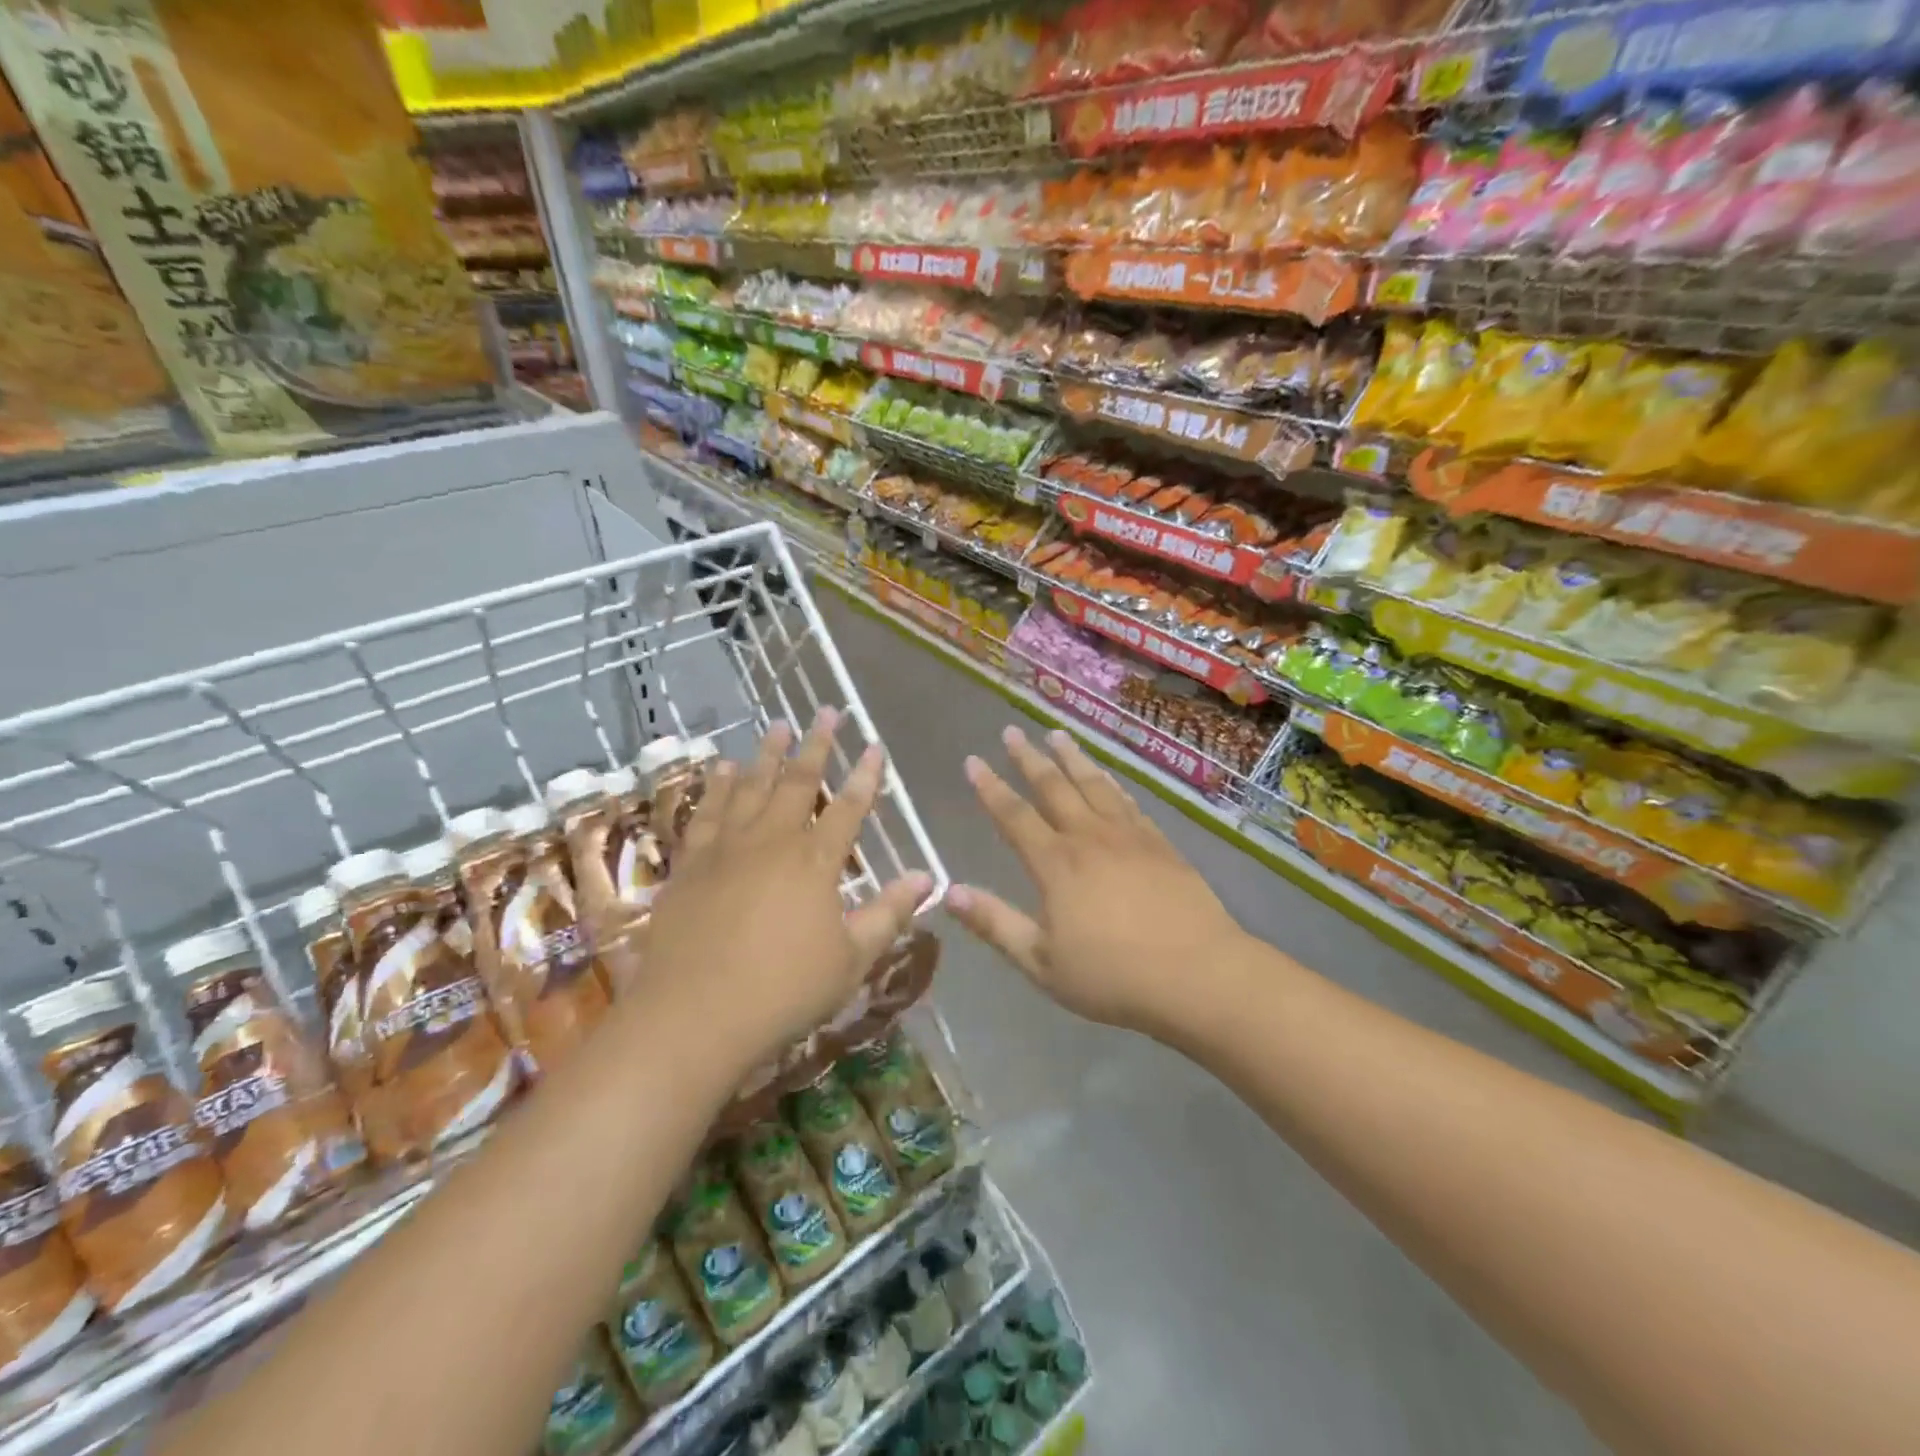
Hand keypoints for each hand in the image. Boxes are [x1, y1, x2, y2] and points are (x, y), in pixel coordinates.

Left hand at [633, 710, 931, 1073]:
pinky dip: (718, 786)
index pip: (849, 807)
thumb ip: (889, 913)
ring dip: (767, 753)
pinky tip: (723, 769)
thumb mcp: (852, 959)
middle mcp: (772, 842)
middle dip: (817, 745)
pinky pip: (707, 813)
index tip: (875, 745)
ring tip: (777, 723)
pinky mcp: (691, 864)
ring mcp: (726, 849)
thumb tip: (927, 877)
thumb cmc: (784, 991)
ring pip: (751, 787)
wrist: (693, 1016)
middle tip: (826, 711)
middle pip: (798, 782)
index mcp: (815, 862)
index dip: (865, 775)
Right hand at [947, 726, 1248, 1037]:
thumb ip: (995, 924)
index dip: (990, 788)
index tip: (973, 761)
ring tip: (1057, 734)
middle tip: (1011, 731)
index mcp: (1056, 863)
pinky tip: (1107, 777)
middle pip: (1053, 787)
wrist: (1198, 975)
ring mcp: (1129, 836)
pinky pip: (1128, 801)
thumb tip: (949, 892)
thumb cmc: (1113, 976)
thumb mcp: (1041, 962)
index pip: (1014, 816)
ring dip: (1071, 758)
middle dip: (1028, 758)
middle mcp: (1089, 837)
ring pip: (1093, 784)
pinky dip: (1111, 783)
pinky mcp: (1160, 843)